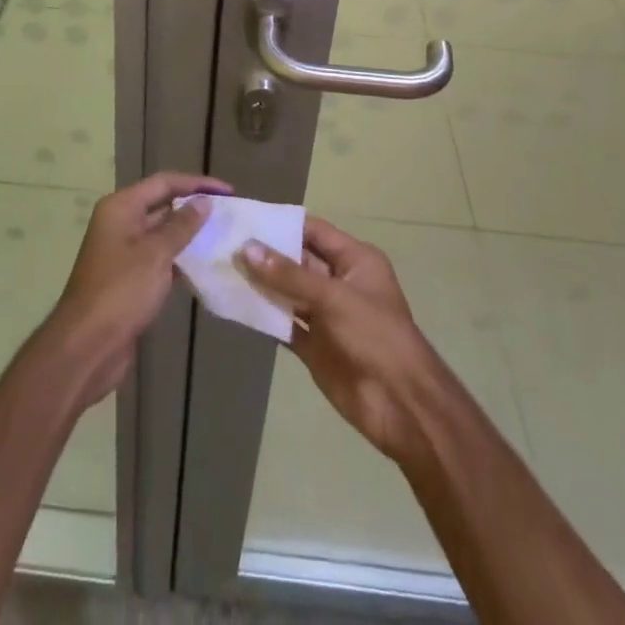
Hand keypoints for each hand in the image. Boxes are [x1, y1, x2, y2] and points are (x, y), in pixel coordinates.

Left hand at [44, 171, 230, 409]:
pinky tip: (207, 267)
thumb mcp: (155, 254)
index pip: (164, 183)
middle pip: (163, 205)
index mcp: (121, 208)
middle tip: (230, 214)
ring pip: (163, 235)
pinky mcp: (131, 280)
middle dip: (195, 208)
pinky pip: (161, 260)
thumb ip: (181, 226)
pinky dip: (181, 260)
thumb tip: (204, 201)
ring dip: (190, 236)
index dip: (197, 183)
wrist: (87, 348)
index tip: (229, 191)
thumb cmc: (120, 292)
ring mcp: (124, 253)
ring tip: (225, 238)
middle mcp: (121, 223)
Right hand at [239, 217, 441, 466]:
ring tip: (222, 271)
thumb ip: (289, 275)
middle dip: (265, 255)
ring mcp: (326, 316)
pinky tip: (236, 307)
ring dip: (261, 285)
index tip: (244, 218)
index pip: (313, 231)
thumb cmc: (375, 337)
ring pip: (287, 293)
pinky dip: (264, 316)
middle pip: (297, 262)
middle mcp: (339, 283)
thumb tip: (246, 248)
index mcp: (355, 261)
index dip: (281, 224)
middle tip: (224, 244)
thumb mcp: (334, 298)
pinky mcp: (315, 346)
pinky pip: (285, 324)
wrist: (402, 407)